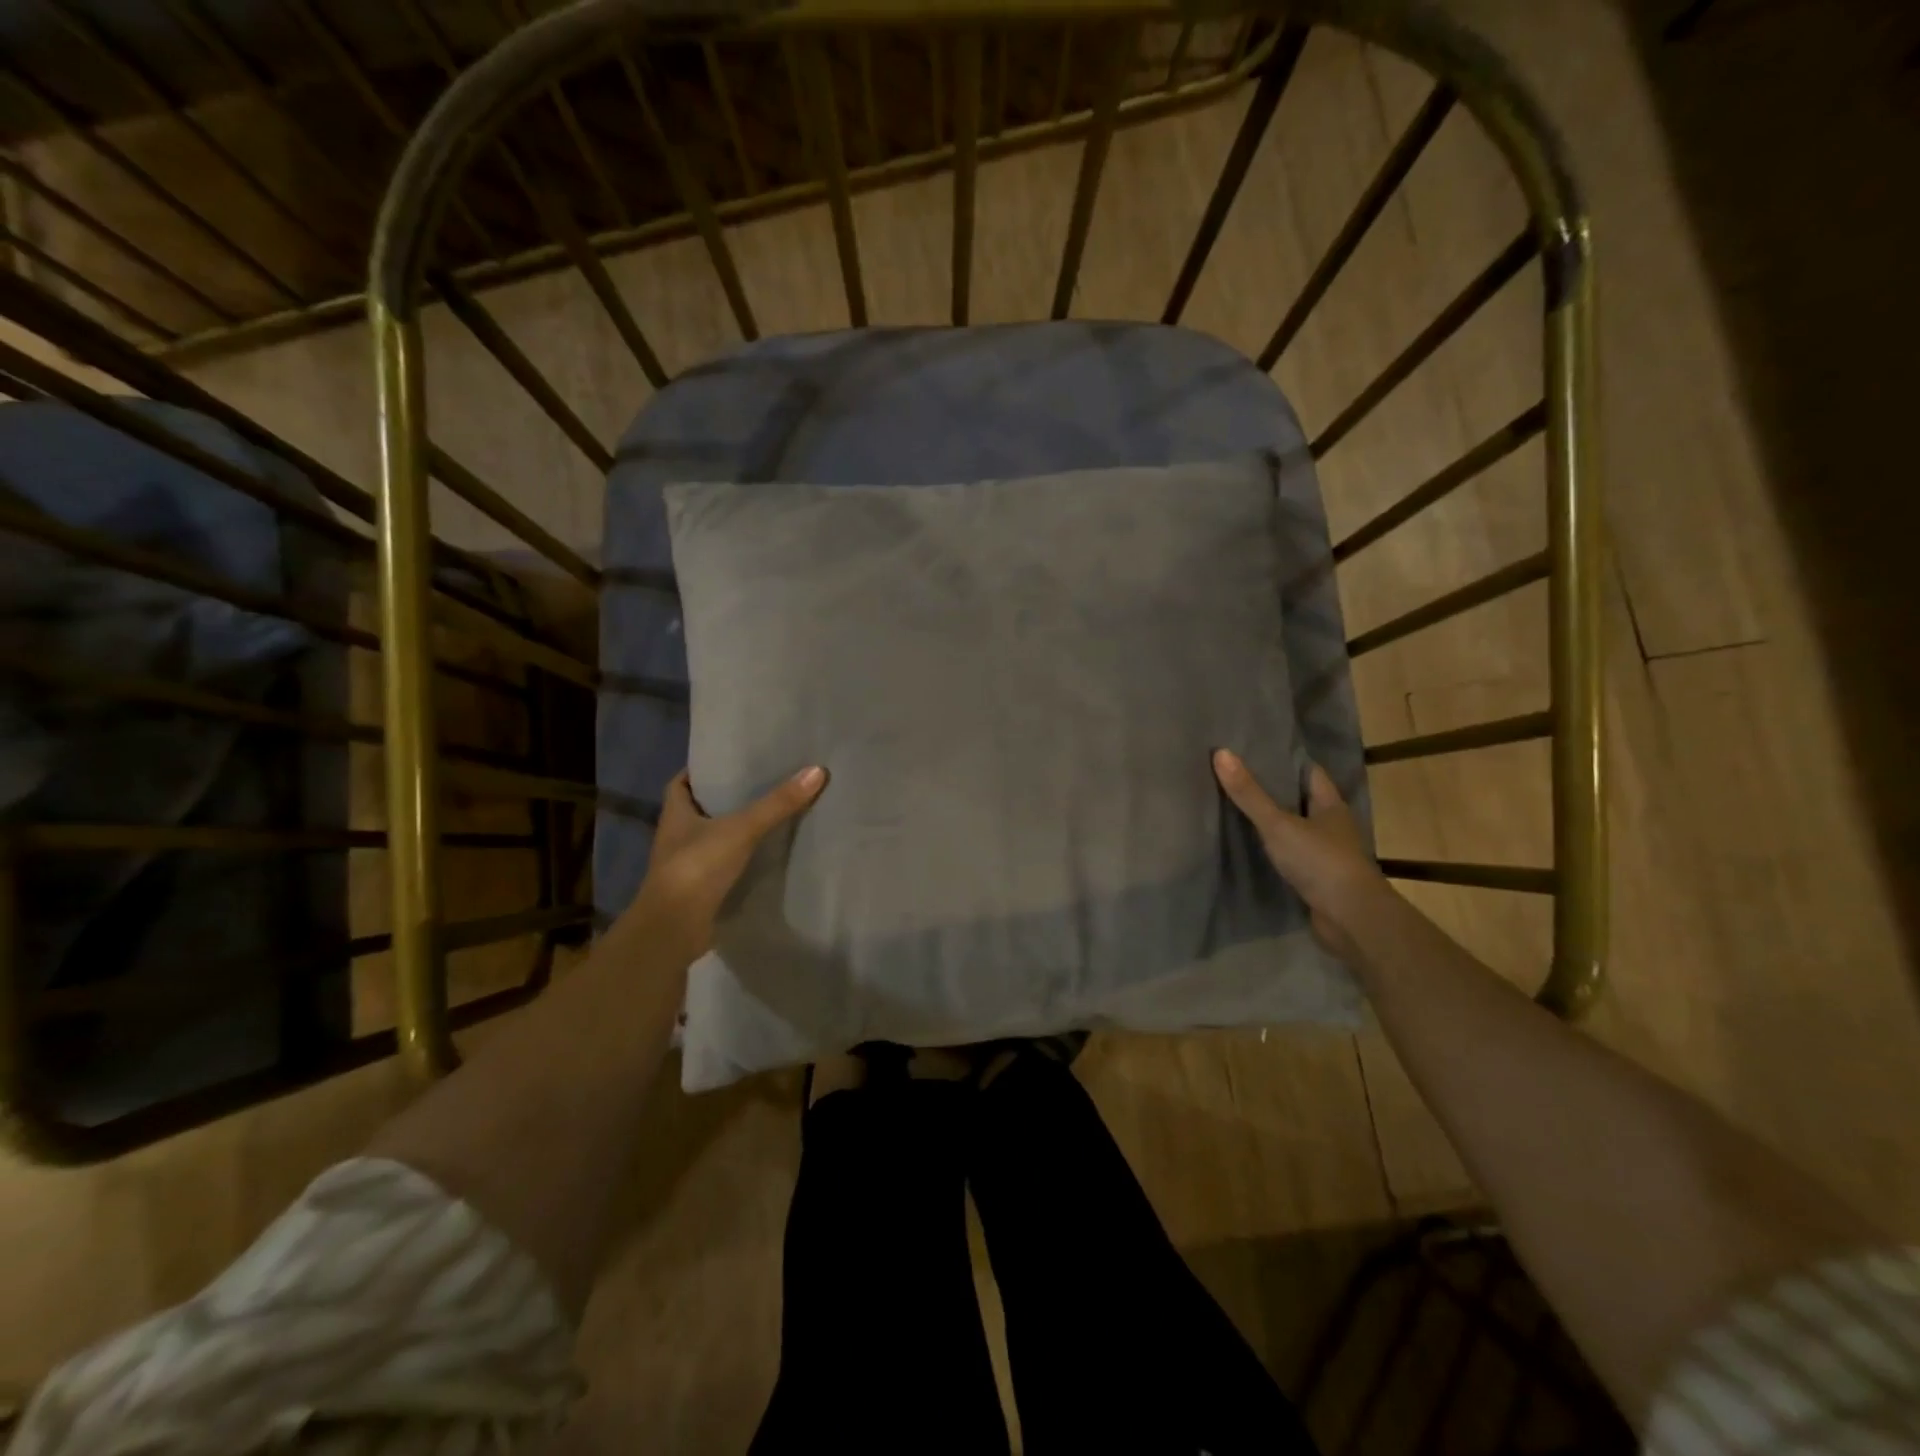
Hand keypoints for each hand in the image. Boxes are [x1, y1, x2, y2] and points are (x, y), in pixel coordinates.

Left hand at [626, 766, 827, 960]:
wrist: (674, 929)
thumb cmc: (697, 867)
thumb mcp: (741, 829)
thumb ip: (777, 803)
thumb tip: (817, 770)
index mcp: (675, 814)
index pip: (681, 783)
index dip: (701, 771)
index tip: (729, 762)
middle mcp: (676, 837)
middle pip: (700, 809)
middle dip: (725, 799)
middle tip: (761, 783)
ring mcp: (687, 866)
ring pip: (713, 839)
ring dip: (734, 830)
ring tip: (770, 814)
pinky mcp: (701, 891)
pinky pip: (723, 866)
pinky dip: (741, 859)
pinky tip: (766, 854)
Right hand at [1212, 750, 1386, 962]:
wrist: (1351, 918)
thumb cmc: (1320, 861)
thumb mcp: (1278, 824)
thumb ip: (1249, 794)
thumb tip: (1221, 752)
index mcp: (1331, 805)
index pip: (1309, 773)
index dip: (1285, 761)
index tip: (1256, 751)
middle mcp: (1332, 826)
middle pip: (1301, 800)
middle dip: (1275, 790)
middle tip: (1238, 777)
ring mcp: (1327, 854)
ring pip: (1296, 828)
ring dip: (1274, 822)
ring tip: (1238, 808)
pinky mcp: (1318, 878)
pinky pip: (1292, 855)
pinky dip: (1275, 849)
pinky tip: (1252, 847)